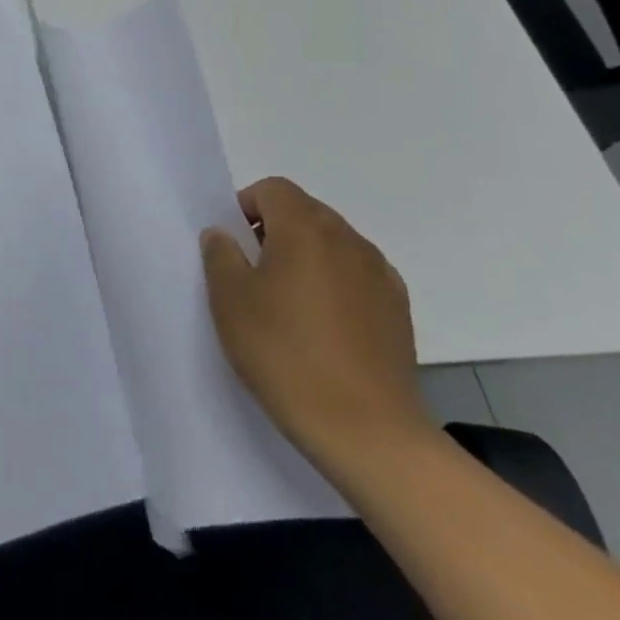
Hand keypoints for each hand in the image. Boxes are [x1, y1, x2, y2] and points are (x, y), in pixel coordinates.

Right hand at [201, 178, 434, 481]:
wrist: (365, 430)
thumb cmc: (284, 353)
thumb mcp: (230, 299)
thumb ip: (221, 254)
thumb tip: (224, 235)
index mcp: (305, 229)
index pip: (273, 189)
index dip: (246, 207)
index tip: (233, 246)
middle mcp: (348, 241)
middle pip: (305, 212)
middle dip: (275, 230)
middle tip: (253, 274)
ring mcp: (380, 276)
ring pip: (333, 244)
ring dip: (306, 257)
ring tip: (288, 303)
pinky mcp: (398, 310)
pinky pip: (357, 275)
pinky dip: (335, 284)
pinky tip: (322, 326)